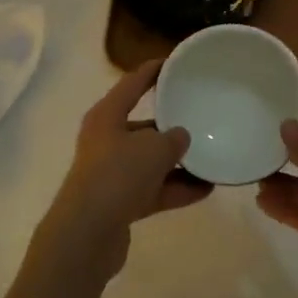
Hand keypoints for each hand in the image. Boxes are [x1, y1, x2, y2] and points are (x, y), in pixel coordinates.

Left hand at [39, 59, 210, 279]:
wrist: (86, 235)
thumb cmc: (116, 176)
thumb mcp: (153, 149)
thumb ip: (173, 139)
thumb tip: (181, 137)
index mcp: (107, 116)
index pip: (132, 83)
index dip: (152, 71)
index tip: (174, 62)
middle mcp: (106, 140)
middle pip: (143, 125)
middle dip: (171, 124)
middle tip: (202, 117)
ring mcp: (112, 173)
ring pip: (150, 160)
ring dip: (179, 162)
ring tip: (212, 157)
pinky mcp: (119, 203)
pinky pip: (154, 188)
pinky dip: (176, 188)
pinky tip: (205, 189)